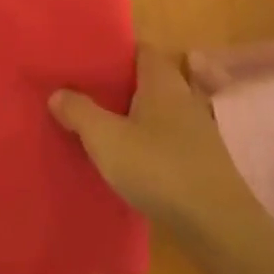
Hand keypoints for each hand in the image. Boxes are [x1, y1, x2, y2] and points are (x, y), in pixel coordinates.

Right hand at [50, 48, 261, 257]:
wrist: (217, 224)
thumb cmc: (160, 168)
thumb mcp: (107, 140)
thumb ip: (80, 112)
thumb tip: (57, 92)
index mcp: (162, 80)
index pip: (139, 49)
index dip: (115, 51)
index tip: (87, 60)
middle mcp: (182, 95)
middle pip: (147, 79)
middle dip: (119, 85)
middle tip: (84, 93)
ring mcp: (196, 127)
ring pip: (157, 110)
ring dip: (132, 115)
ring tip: (100, 125)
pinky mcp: (200, 158)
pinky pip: (166, 136)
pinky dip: (147, 140)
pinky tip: (128, 158)